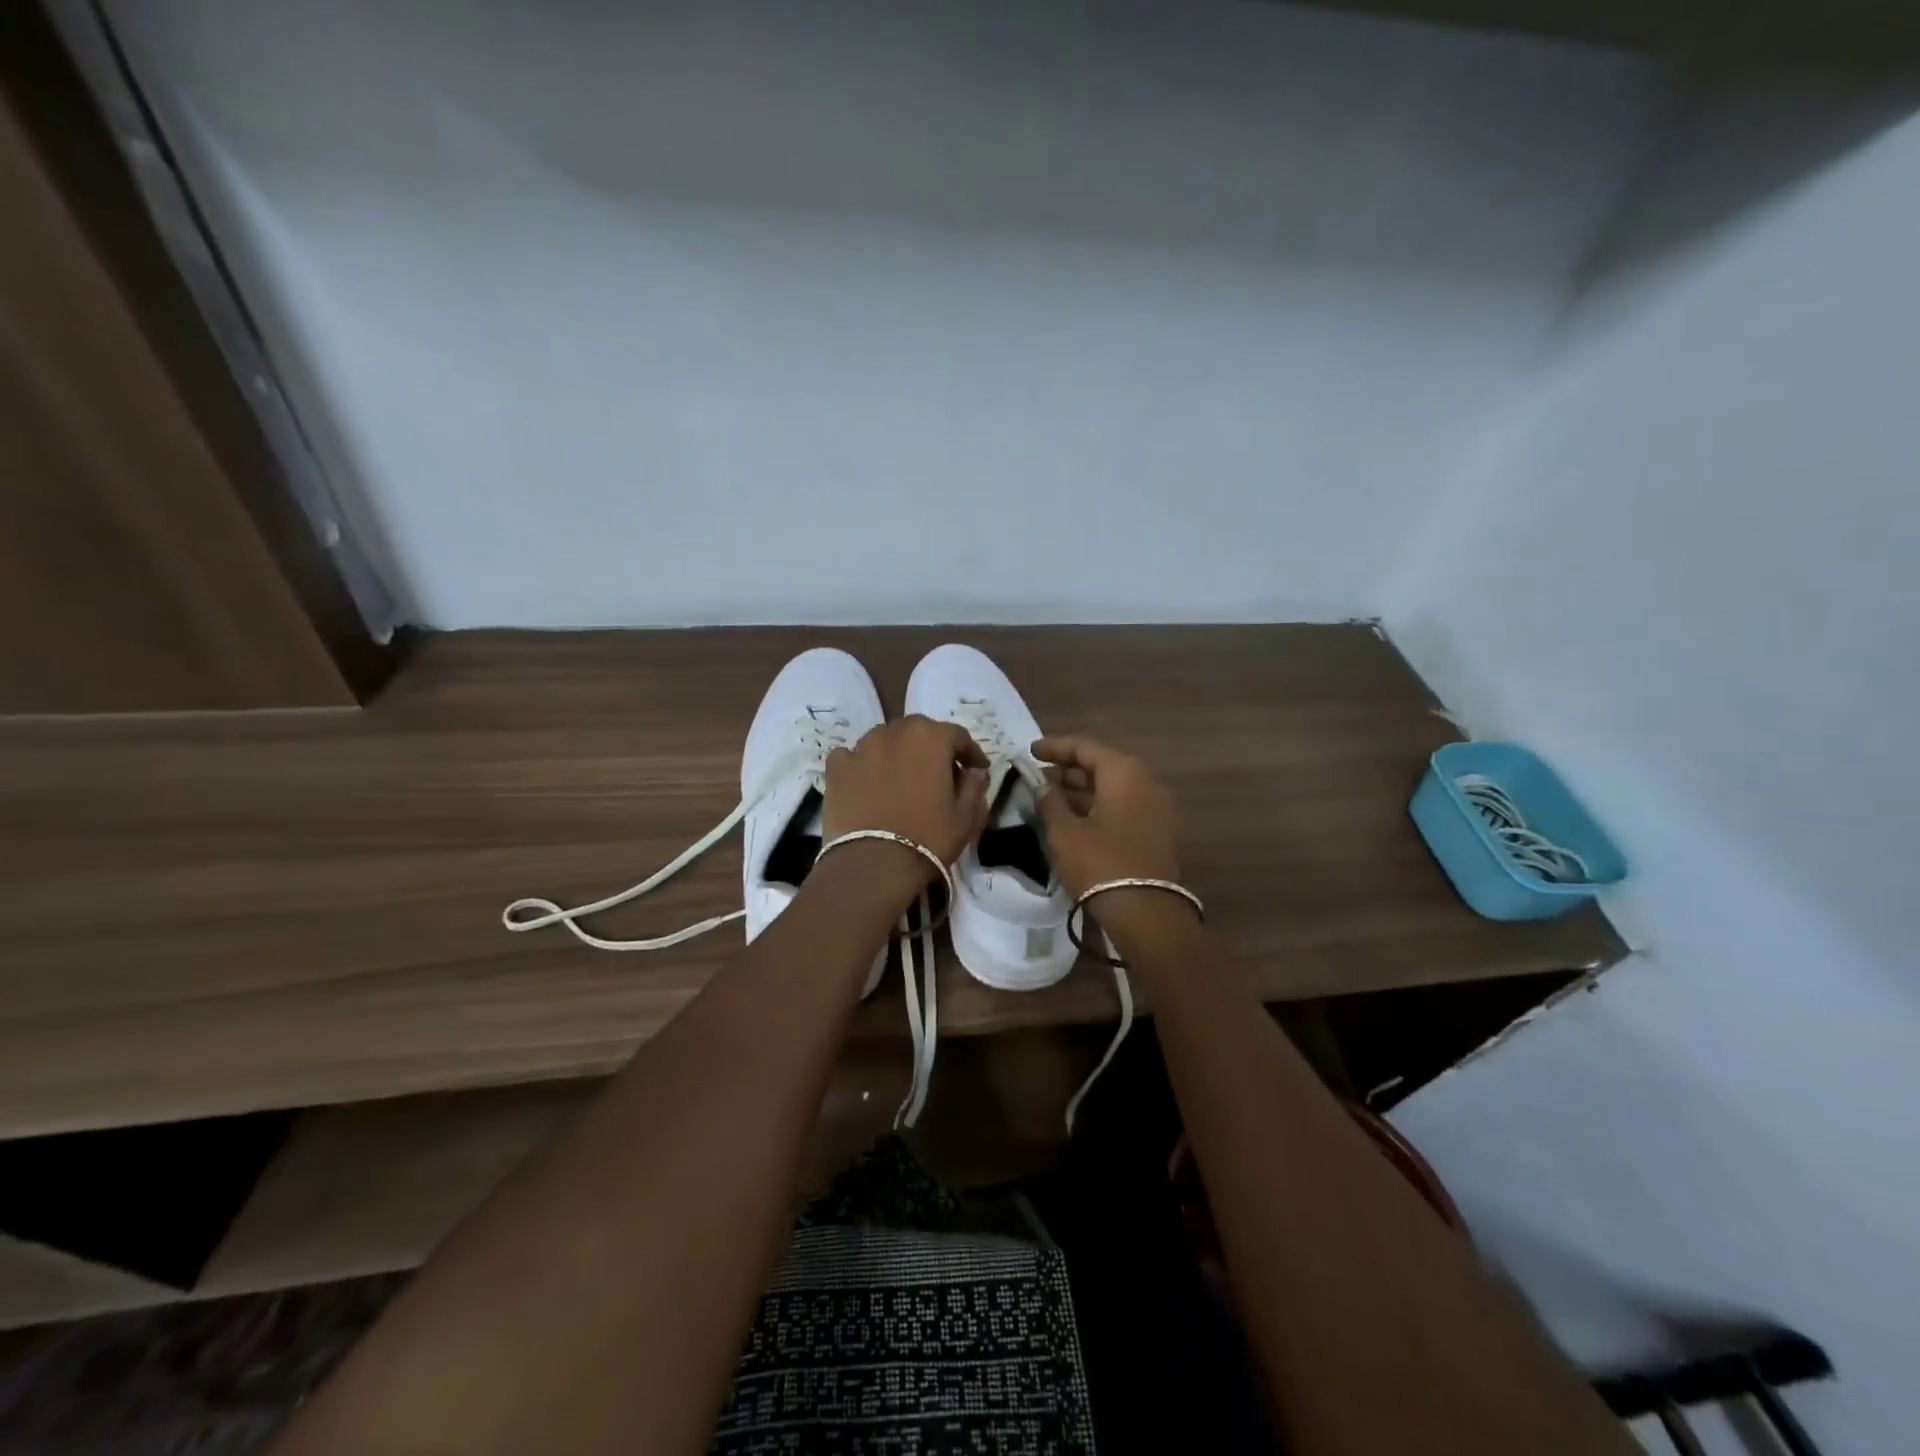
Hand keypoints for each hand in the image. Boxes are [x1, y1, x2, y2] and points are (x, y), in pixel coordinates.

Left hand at [822, 716, 989, 888]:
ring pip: (885, 740)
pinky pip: (852, 756)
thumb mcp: (966, 817)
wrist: (872, 865)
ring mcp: (861, 748)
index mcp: (931, 738)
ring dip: (897, 753)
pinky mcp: (836, 768)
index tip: (976, 770)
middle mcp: (894, 732)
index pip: (958, 735)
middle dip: (932, 748)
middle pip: (918, 731)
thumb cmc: (927, 838)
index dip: (970, 753)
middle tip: (939, 773)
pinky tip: (866, 782)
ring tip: (901, 778)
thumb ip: (974, 787)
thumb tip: (974, 772)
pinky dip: (862, 764)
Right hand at [1031, 734, 1182, 899]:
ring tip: (1052, 798)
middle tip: (1039, 777)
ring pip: (1114, 787)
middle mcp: (1146, 782)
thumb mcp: (1065, 832)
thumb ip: (1050, 802)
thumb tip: (1043, 786)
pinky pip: (1124, 806)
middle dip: (1069, 769)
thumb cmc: (1101, 864)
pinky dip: (1099, 806)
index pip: (1085, 746)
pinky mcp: (1158, 831)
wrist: (1147, 914)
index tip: (1030, 751)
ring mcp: (1157, 807)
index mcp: (1124, 772)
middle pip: (1103, 765)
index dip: (1055, 746)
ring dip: (1083, 789)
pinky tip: (1076, 819)